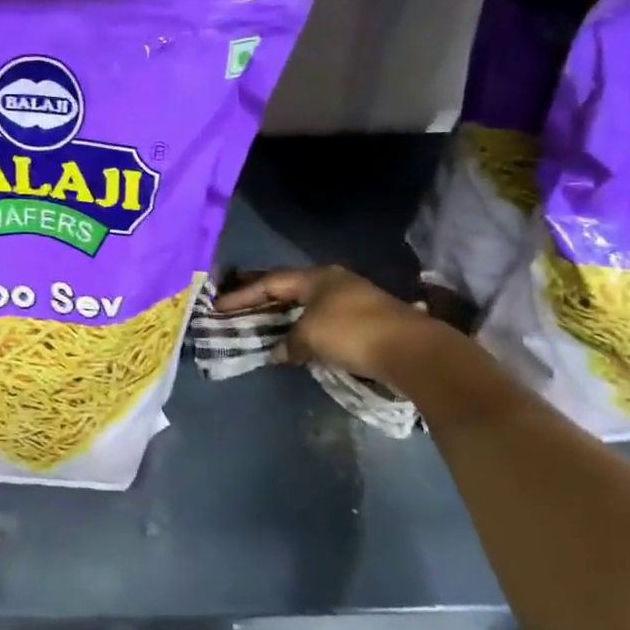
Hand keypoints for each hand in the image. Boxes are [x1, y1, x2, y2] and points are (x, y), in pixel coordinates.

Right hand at [214, 266, 443, 383]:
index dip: (242, 295)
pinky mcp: (363, 320)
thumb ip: (287, 343)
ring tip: (258, 326)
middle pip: (287, 289)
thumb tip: (277, 352)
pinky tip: (292, 340)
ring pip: (305, 305)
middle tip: (234, 310)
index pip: (270, 282)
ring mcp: (350, 299)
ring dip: (281, 316)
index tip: (218, 306)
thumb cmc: (352, 333)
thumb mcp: (310, 336)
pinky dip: (301, 328)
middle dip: (260, 300)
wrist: (411, 350)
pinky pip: (319, 320)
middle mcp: (332, 282)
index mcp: (316, 277)